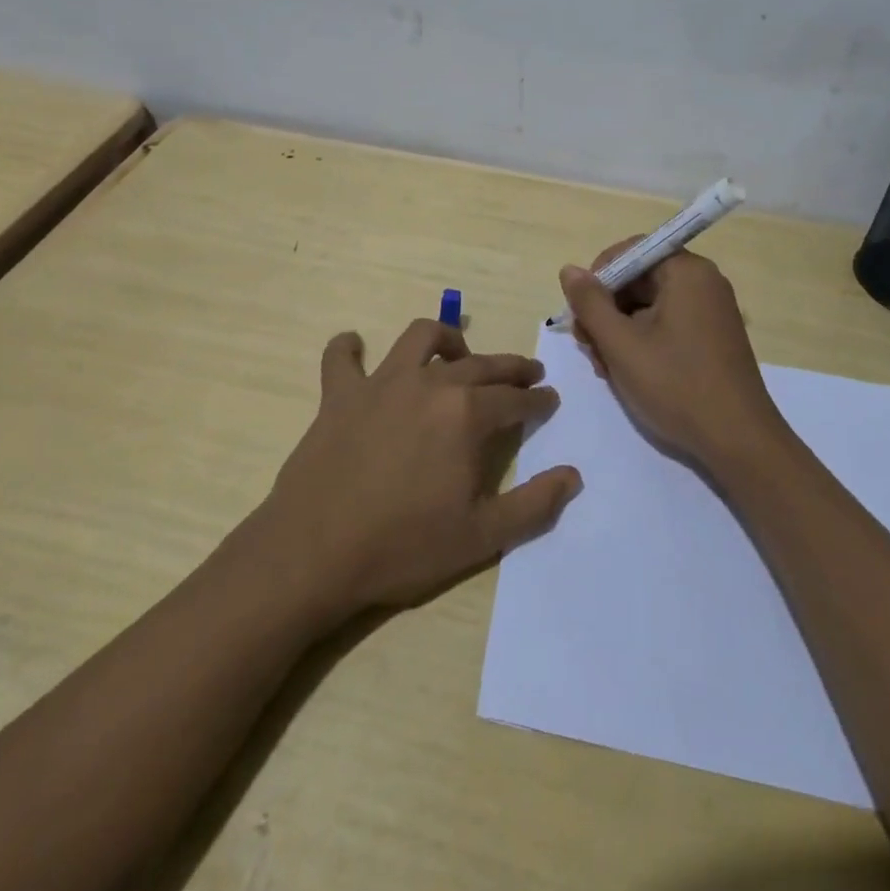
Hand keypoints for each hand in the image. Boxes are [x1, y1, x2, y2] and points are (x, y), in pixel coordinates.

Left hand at [256, 319, 580, 623]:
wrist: (316, 553)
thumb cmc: (405, 546)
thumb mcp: (482, 537)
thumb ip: (534, 504)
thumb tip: (573, 475)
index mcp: (466, 414)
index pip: (515, 398)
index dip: (537, 400)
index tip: (549, 400)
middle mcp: (429, 383)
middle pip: (480, 364)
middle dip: (510, 367)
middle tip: (527, 374)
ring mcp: (380, 383)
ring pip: (420, 337)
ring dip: (445, 339)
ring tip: (456, 354)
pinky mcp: (339, 394)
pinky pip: (341, 357)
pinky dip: (349, 348)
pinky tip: (355, 349)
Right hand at [559, 245, 790, 472]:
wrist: (738, 441)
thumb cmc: (676, 386)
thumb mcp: (621, 344)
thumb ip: (590, 303)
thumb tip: (569, 270)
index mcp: (687, 272)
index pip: (631, 251)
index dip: (599, 275)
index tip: (581, 310)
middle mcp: (703, 282)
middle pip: (639, 278)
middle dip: (607, 308)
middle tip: (587, 345)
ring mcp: (711, 310)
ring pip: (649, 304)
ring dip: (619, 329)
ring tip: (604, 367)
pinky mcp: (712, 336)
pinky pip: (667, 322)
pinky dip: (642, 339)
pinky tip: (627, 370)